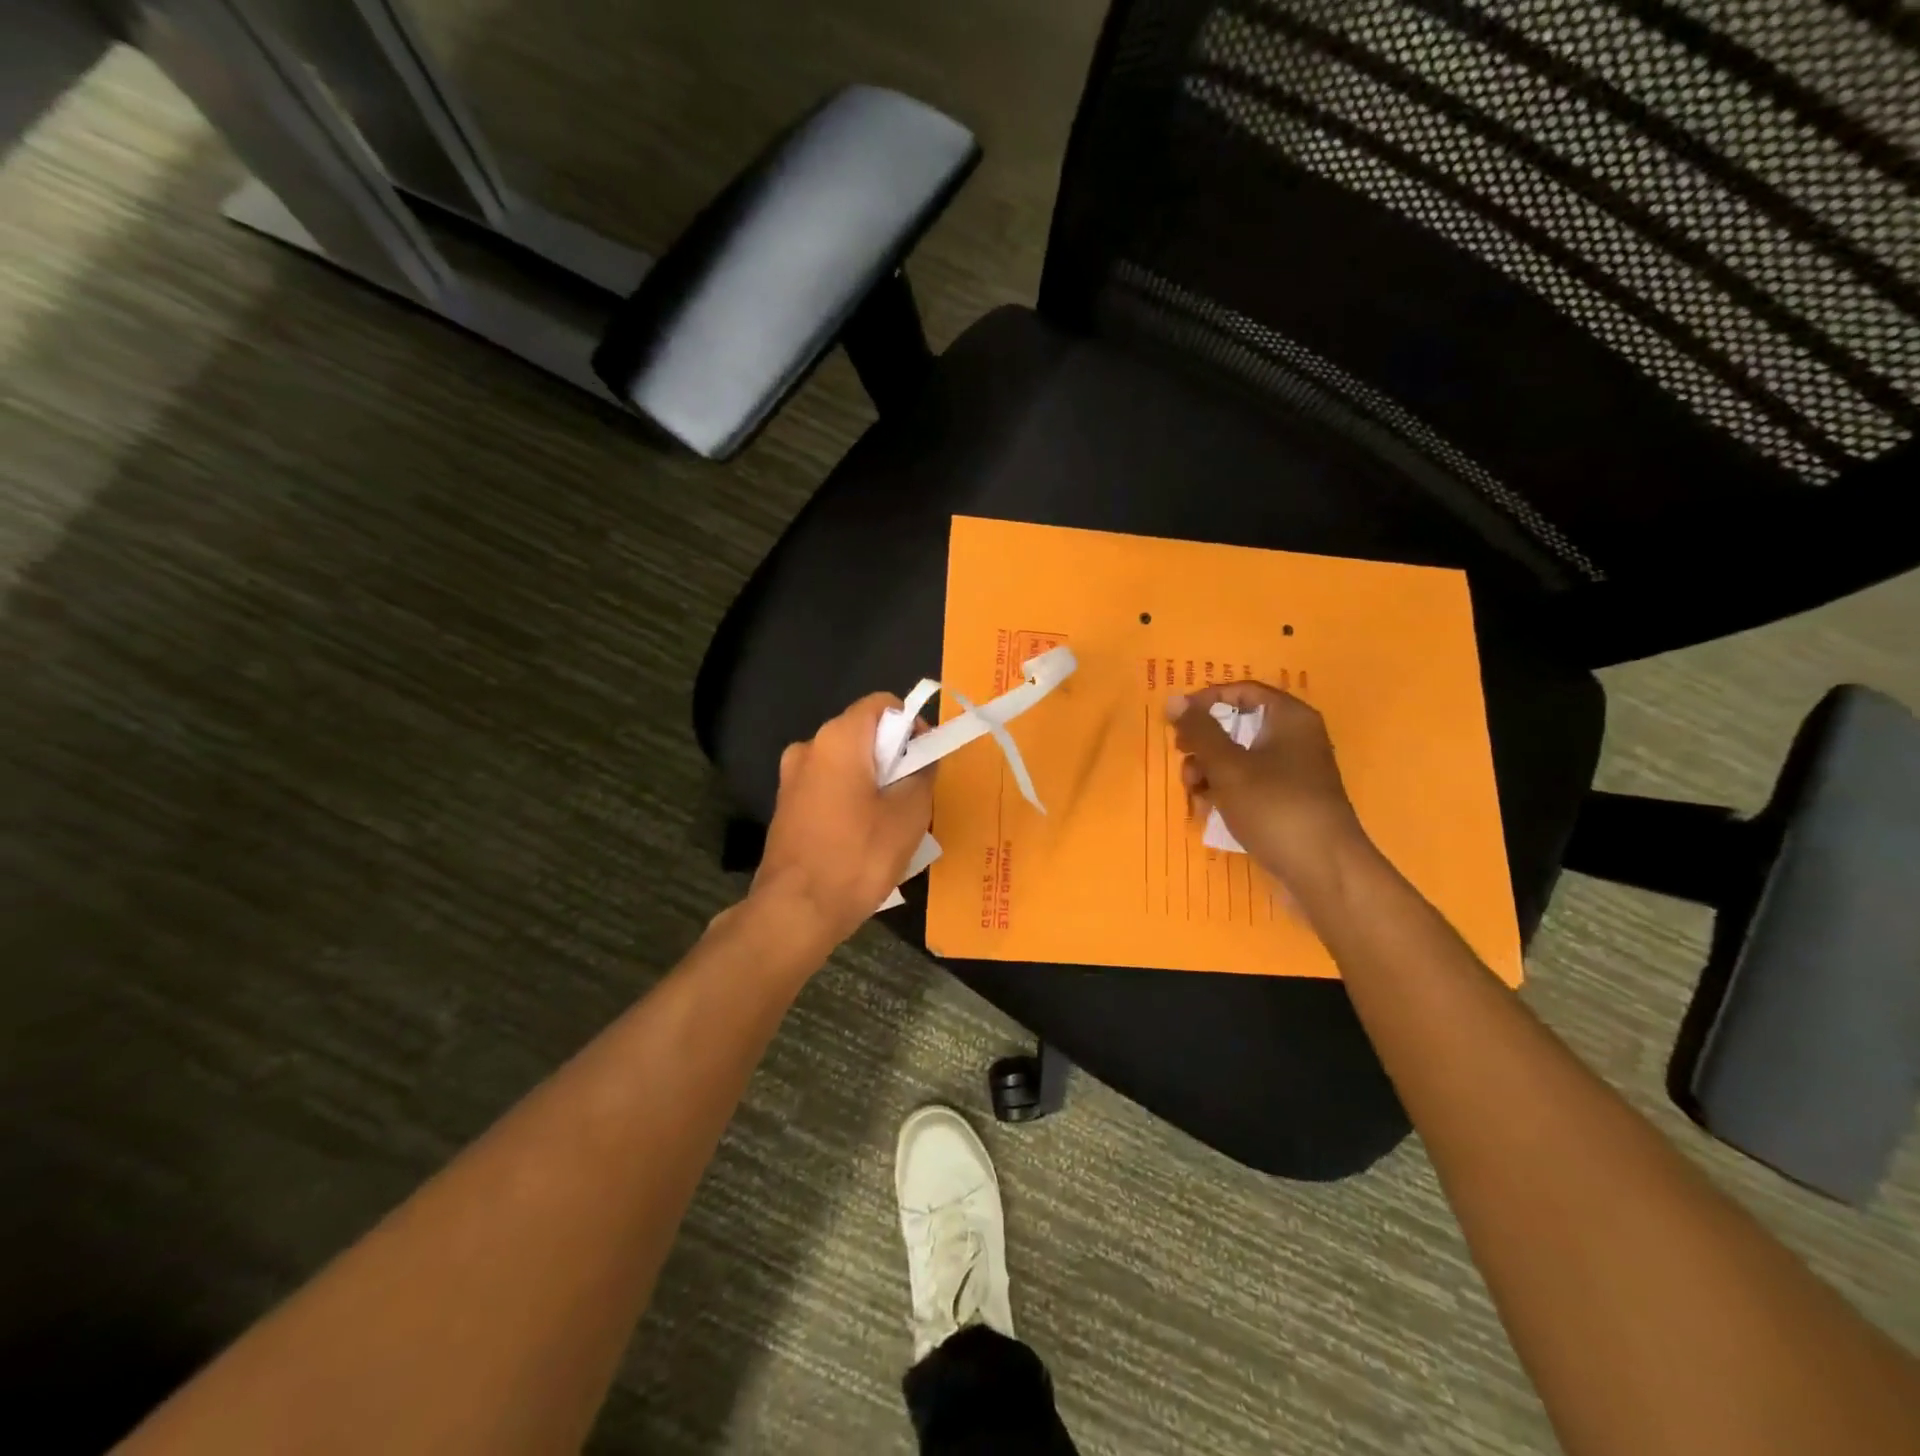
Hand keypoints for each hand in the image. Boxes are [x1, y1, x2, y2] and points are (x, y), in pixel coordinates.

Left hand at [750, 693, 934, 948]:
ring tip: (894, 821)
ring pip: (846, 764)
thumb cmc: (858, 857)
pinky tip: (864, 836)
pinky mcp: (786, 807)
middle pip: (863, 734)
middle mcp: (809, 747)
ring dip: (873, 781)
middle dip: (894, 756)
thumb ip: (922, 774)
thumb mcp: (909, 815)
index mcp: (838, 738)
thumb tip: (922, 759)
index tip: (925, 760)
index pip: (882, 704)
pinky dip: (851, 799)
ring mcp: (791, 778)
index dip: (911, 725)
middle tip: (916, 794)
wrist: (796, 911)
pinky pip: (828, 787)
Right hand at [1167, 683, 1368, 894]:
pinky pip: (1249, 784)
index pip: (1242, 691)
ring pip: (1239, 758)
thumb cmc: (1275, 807)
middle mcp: (1295, 739)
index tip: (1176, 721)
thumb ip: (1200, 731)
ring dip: (1209, 771)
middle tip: (1183, 759)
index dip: (1206, 701)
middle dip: (1204, 743)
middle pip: (1238, 725)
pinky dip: (1226, 791)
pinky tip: (1207, 809)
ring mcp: (1293, 773)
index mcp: (1289, 719)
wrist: (1323, 871)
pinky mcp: (1287, 802)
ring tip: (1193, 793)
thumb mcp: (1228, 766)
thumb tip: (1174, 700)